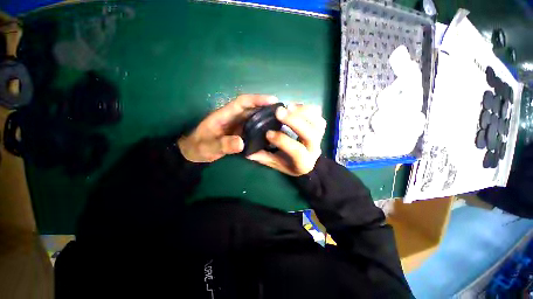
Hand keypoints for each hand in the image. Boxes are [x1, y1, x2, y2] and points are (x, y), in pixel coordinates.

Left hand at [178, 94, 277, 162]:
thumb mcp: (208, 147)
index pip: (242, 102)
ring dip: (265, 116)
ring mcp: (236, 125)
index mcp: (224, 115)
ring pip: (253, 117)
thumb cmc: (198, 147)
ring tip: (280, 121)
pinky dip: (261, 127)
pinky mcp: (238, 132)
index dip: (257, 99)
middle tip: (282, 112)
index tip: (272, 100)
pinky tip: (269, 132)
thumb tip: (241, 142)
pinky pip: (252, 127)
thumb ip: (223, 145)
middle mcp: (232, 117)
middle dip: (266, 107)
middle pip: (251, 108)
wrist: (194, 152)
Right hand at [247, 104, 325, 175]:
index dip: (282, 140)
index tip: (268, 133)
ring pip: (317, 122)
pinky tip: (293, 106)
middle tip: (278, 112)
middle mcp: (315, 150)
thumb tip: (248, 151)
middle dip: (294, 122)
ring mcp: (320, 137)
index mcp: (303, 163)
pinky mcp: (320, 126)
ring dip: (302, 112)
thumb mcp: (276, 163)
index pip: (296, 151)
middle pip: (310, 135)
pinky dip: (307, 107)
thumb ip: (263, 157)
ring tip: (287, 106)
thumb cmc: (289, 163)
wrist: (306, 161)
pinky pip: (318, 114)